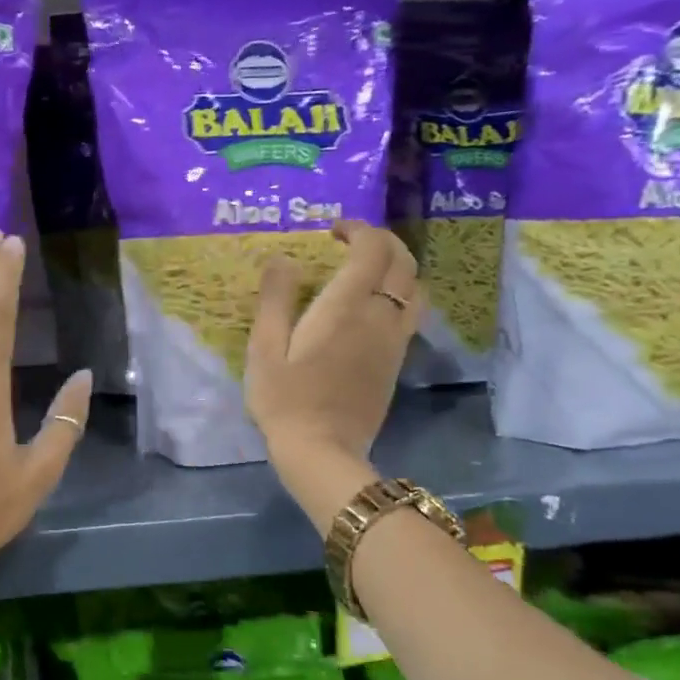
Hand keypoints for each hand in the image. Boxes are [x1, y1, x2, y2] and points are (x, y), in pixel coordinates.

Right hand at [245, 221, 421, 470]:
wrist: (322, 450)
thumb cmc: (285, 398)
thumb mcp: (264, 347)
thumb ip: (275, 298)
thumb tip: (282, 258)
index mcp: (347, 307)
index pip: (372, 250)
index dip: (358, 229)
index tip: (332, 231)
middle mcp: (381, 316)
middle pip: (403, 262)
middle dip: (381, 241)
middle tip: (350, 242)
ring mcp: (394, 340)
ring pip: (415, 287)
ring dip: (396, 266)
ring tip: (365, 268)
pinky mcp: (396, 361)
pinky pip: (411, 312)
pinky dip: (399, 292)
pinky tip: (372, 304)